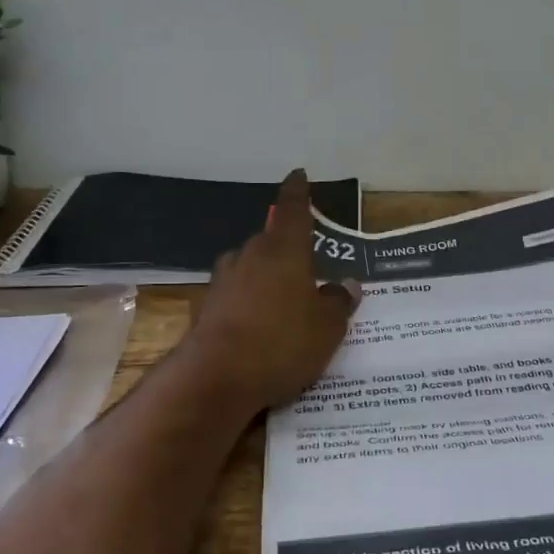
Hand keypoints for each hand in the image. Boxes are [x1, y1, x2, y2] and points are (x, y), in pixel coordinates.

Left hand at [185, 168, 360, 411]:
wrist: (216, 378)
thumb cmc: (283, 342)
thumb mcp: (327, 328)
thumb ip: (339, 302)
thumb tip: (347, 284)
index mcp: (284, 250)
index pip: (293, 209)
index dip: (298, 192)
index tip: (298, 175)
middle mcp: (250, 255)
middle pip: (271, 242)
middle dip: (287, 251)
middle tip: (307, 270)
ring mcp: (223, 280)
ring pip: (250, 268)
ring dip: (266, 278)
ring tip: (284, 303)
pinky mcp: (206, 307)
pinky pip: (236, 295)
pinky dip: (248, 303)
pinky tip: (258, 327)